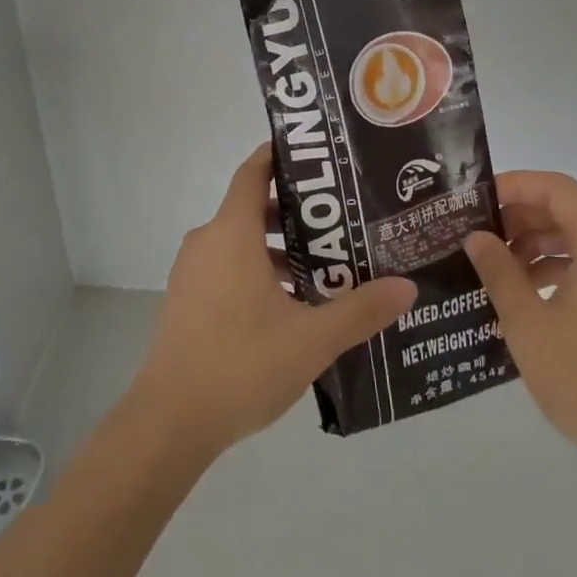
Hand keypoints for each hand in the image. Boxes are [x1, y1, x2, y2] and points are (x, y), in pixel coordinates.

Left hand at [129, 145, 415, 456]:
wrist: (170, 421)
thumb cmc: (241, 364)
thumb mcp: (311, 338)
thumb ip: (360, 310)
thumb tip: (407, 287)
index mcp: (231, 233)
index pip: (253, 172)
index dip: (280, 155)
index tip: (316, 156)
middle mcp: (207, 242)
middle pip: (252, 207)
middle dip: (296, 212)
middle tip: (342, 220)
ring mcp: (192, 273)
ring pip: (240, 242)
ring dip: (279, 248)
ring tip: (326, 265)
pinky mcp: (187, 301)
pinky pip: (227, 267)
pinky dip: (257, 270)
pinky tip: (292, 304)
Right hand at [465, 172, 576, 474]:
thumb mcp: (527, 321)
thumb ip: (499, 271)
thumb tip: (476, 236)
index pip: (556, 189)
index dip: (515, 186)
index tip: (476, 201)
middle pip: (566, 210)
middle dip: (520, 215)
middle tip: (477, 231)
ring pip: (575, 238)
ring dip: (534, 242)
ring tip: (493, 262)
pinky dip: (553, 266)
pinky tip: (523, 291)